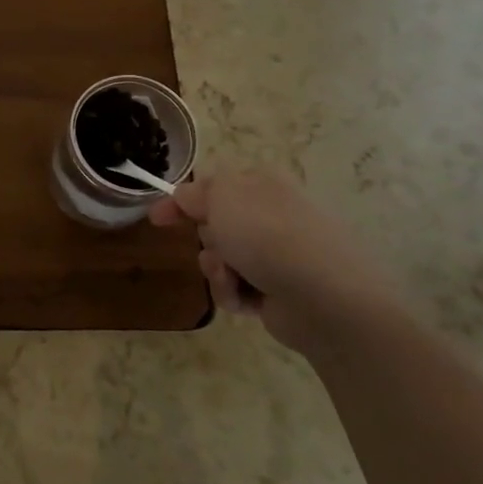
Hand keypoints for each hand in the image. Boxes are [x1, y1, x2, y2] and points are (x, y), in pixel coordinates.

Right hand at [149, 167, 398, 352]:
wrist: (326, 298)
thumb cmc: (269, 235)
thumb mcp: (222, 198)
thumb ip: (196, 193)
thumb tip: (185, 196)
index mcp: (262, 185)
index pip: (212, 186)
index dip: (182, 200)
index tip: (156, 218)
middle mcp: (271, 216)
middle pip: (215, 224)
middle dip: (205, 238)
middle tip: (215, 245)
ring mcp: (278, 254)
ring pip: (222, 259)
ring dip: (216, 269)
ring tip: (231, 277)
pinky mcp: (279, 290)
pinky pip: (237, 288)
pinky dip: (234, 293)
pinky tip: (247, 299)